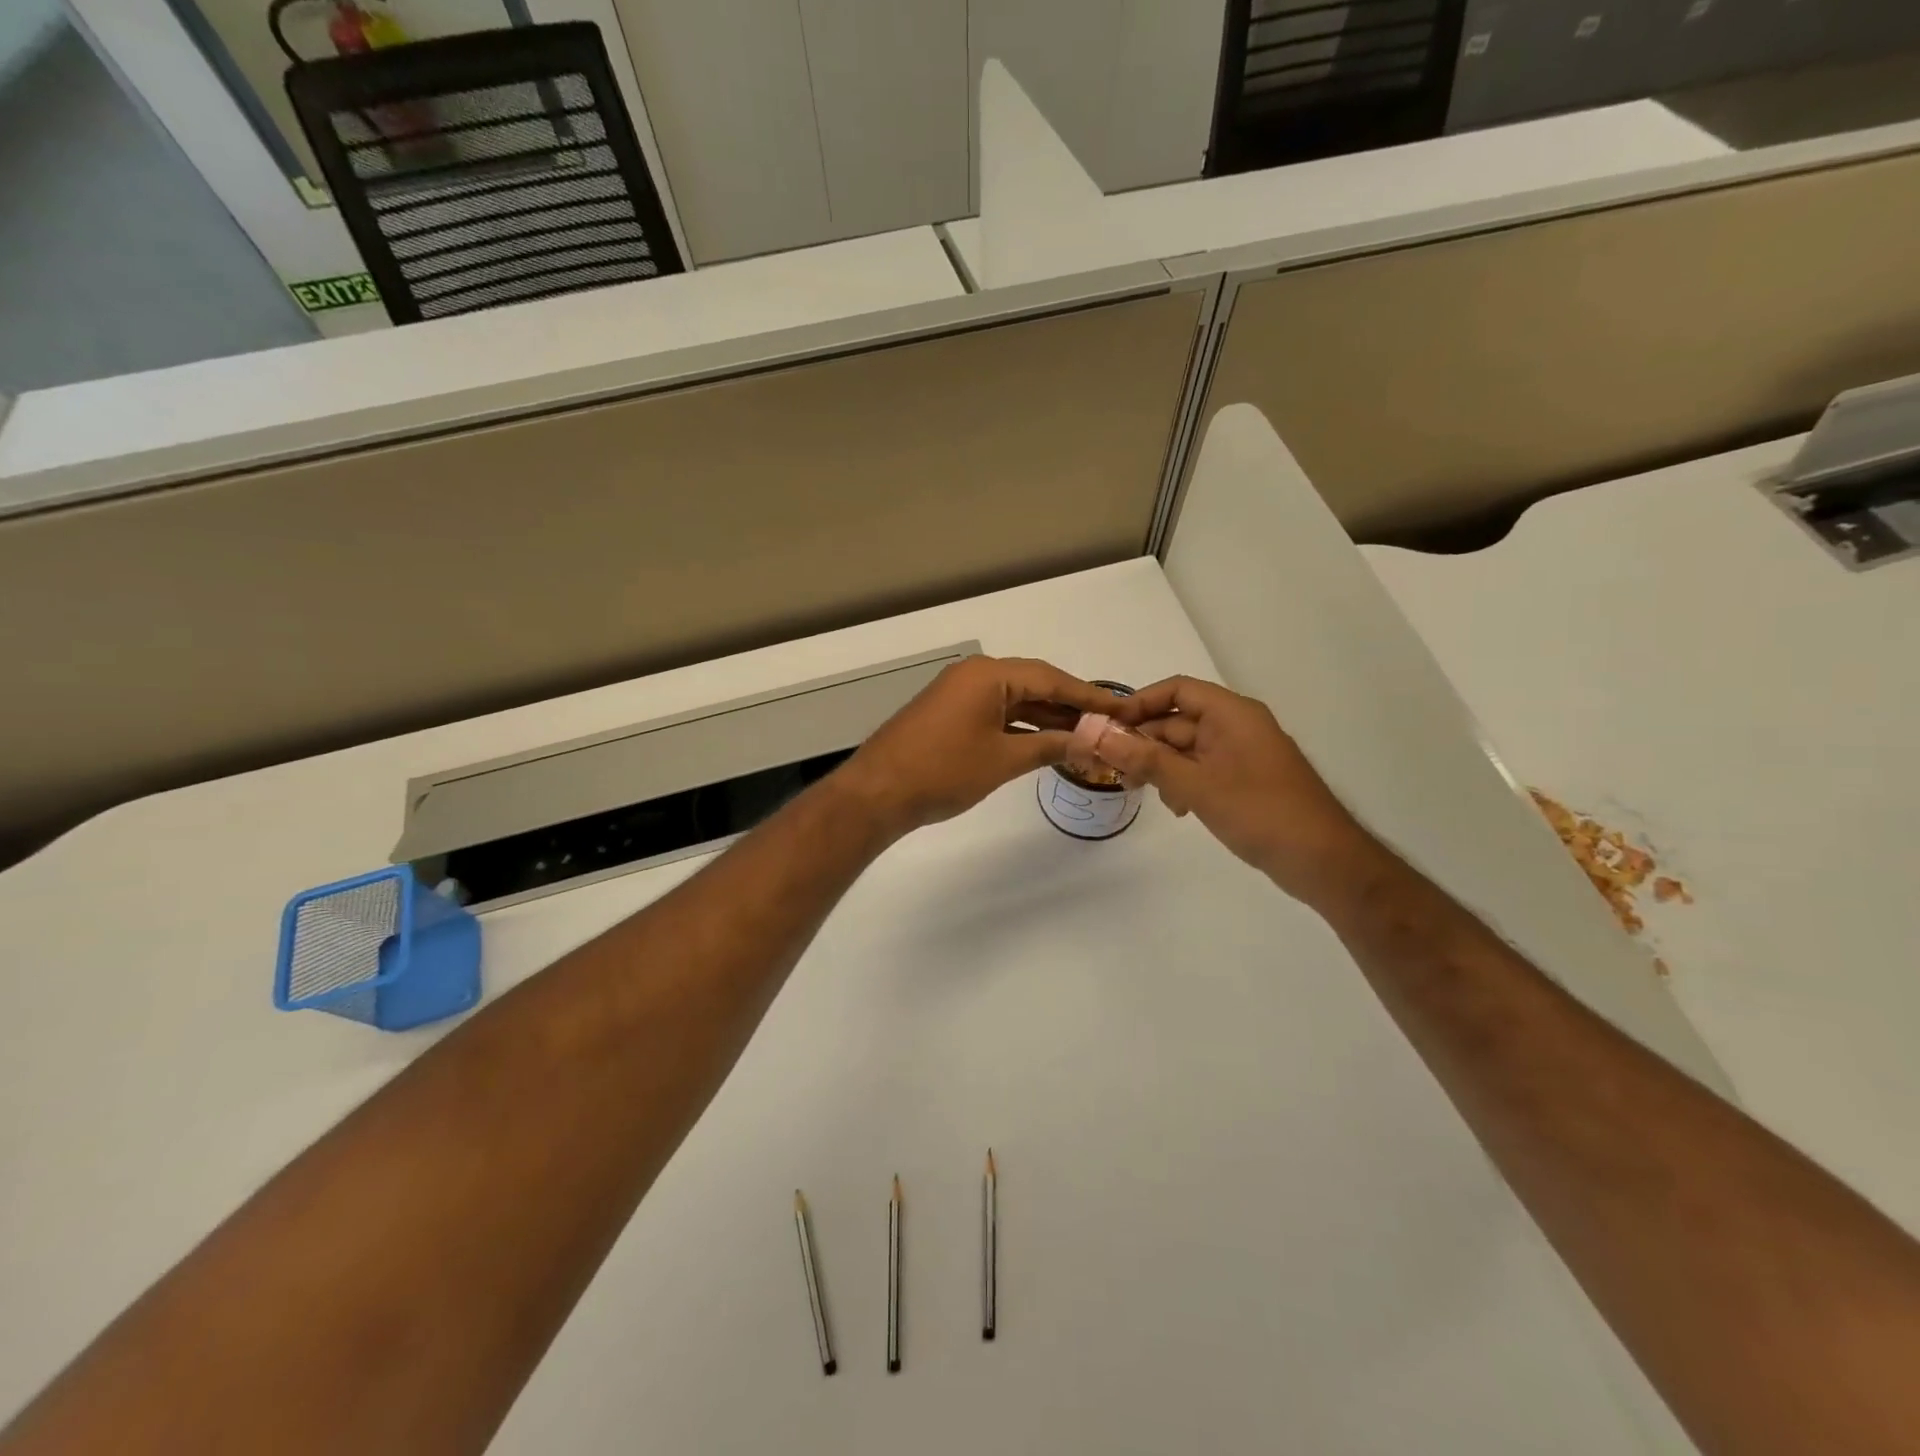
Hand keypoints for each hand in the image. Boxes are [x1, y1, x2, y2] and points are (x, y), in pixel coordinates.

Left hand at [837, 656, 1120, 836]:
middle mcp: (975, 675)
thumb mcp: (1003, 759)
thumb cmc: (943, 771)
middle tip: (1108, 725)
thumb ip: (1050, 746)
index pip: (1051, 678)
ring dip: (1046, 719)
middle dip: (1070, 708)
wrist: (878, 793)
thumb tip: (1092, 741)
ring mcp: (959, 694)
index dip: (1088, 696)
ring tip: (1085, 737)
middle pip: (1034, 685)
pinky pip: (996, 713)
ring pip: (1015, 701)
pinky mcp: (950, 714)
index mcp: (989, 674)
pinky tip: (1046, 743)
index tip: (1121, 708)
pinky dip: (1021, 727)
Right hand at [1094, 676, 1383, 906]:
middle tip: (1111, 768)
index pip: (1177, 690)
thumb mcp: (1196, 785)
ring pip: (1187, 749)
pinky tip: (1176, 808)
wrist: (1323, 860)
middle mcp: (1237, 726)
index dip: (1140, 703)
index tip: (1107, 727)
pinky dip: (1182, 782)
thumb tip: (1099, 736)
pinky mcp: (1245, 780)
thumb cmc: (1260, 812)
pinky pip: (1203, 770)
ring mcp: (1243, 754)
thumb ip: (1147, 760)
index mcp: (1232, 714)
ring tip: (1138, 790)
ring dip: (1160, 765)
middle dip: (1144, 742)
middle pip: (1178, 721)